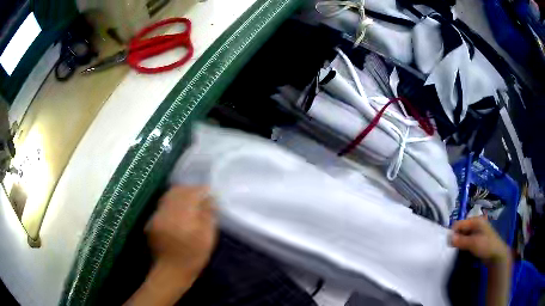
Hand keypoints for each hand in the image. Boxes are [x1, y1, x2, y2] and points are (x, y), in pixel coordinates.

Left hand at [146, 185, 216, 274]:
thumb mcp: (207, 238)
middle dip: (190, 190)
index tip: (210, 193)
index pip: (191, 193)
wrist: (170, 272)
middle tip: (200, 197)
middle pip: (177, 191)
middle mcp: (166, 212)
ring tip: (190, 203)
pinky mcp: (151, 221)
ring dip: (180, 195)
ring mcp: (156, 216)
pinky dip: (172, 203)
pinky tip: (179, 213)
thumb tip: (210, 199)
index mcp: (181, 216)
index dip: (201, 190)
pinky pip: (163, 205)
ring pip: (168, 196)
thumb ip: (208, 216)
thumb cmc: (193, 258)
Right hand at [451, 217, 509, 266]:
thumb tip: (448, 238)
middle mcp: (476, 223)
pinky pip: (467, 240)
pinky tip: (463, 250)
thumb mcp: (473, 243)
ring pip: (464, 235)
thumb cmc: (486, 245)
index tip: (448, 243)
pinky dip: (463, 244)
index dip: (453, 232)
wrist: (496, 254)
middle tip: (452, 248)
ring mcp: (477, 231)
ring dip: (460, 242)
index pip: (459, 223)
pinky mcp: (477, 239)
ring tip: (457, 250)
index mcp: (475, 220)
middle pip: (461, 228)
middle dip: (456, 237)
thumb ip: (460, 240)